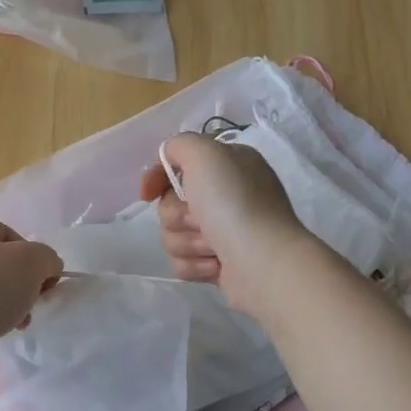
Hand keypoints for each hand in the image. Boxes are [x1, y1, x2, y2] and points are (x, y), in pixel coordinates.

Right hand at [139, 133, 309, 315]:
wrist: (263, 262)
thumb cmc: (235, 204)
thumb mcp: (206, 154)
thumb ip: (181, 145)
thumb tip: (169, 161)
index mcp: (226, 165)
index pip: (176, 165)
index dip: (157, 177)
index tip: (148, 193)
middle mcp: (225, 195)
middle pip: (170, 203)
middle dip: (178, 216)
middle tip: (199, 220)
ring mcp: (223, 231)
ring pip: (173, 235)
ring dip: (187, 242)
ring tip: (213, 247)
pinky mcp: (218, 263)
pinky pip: (183, 262)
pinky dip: (195, 265)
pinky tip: (217, 265)